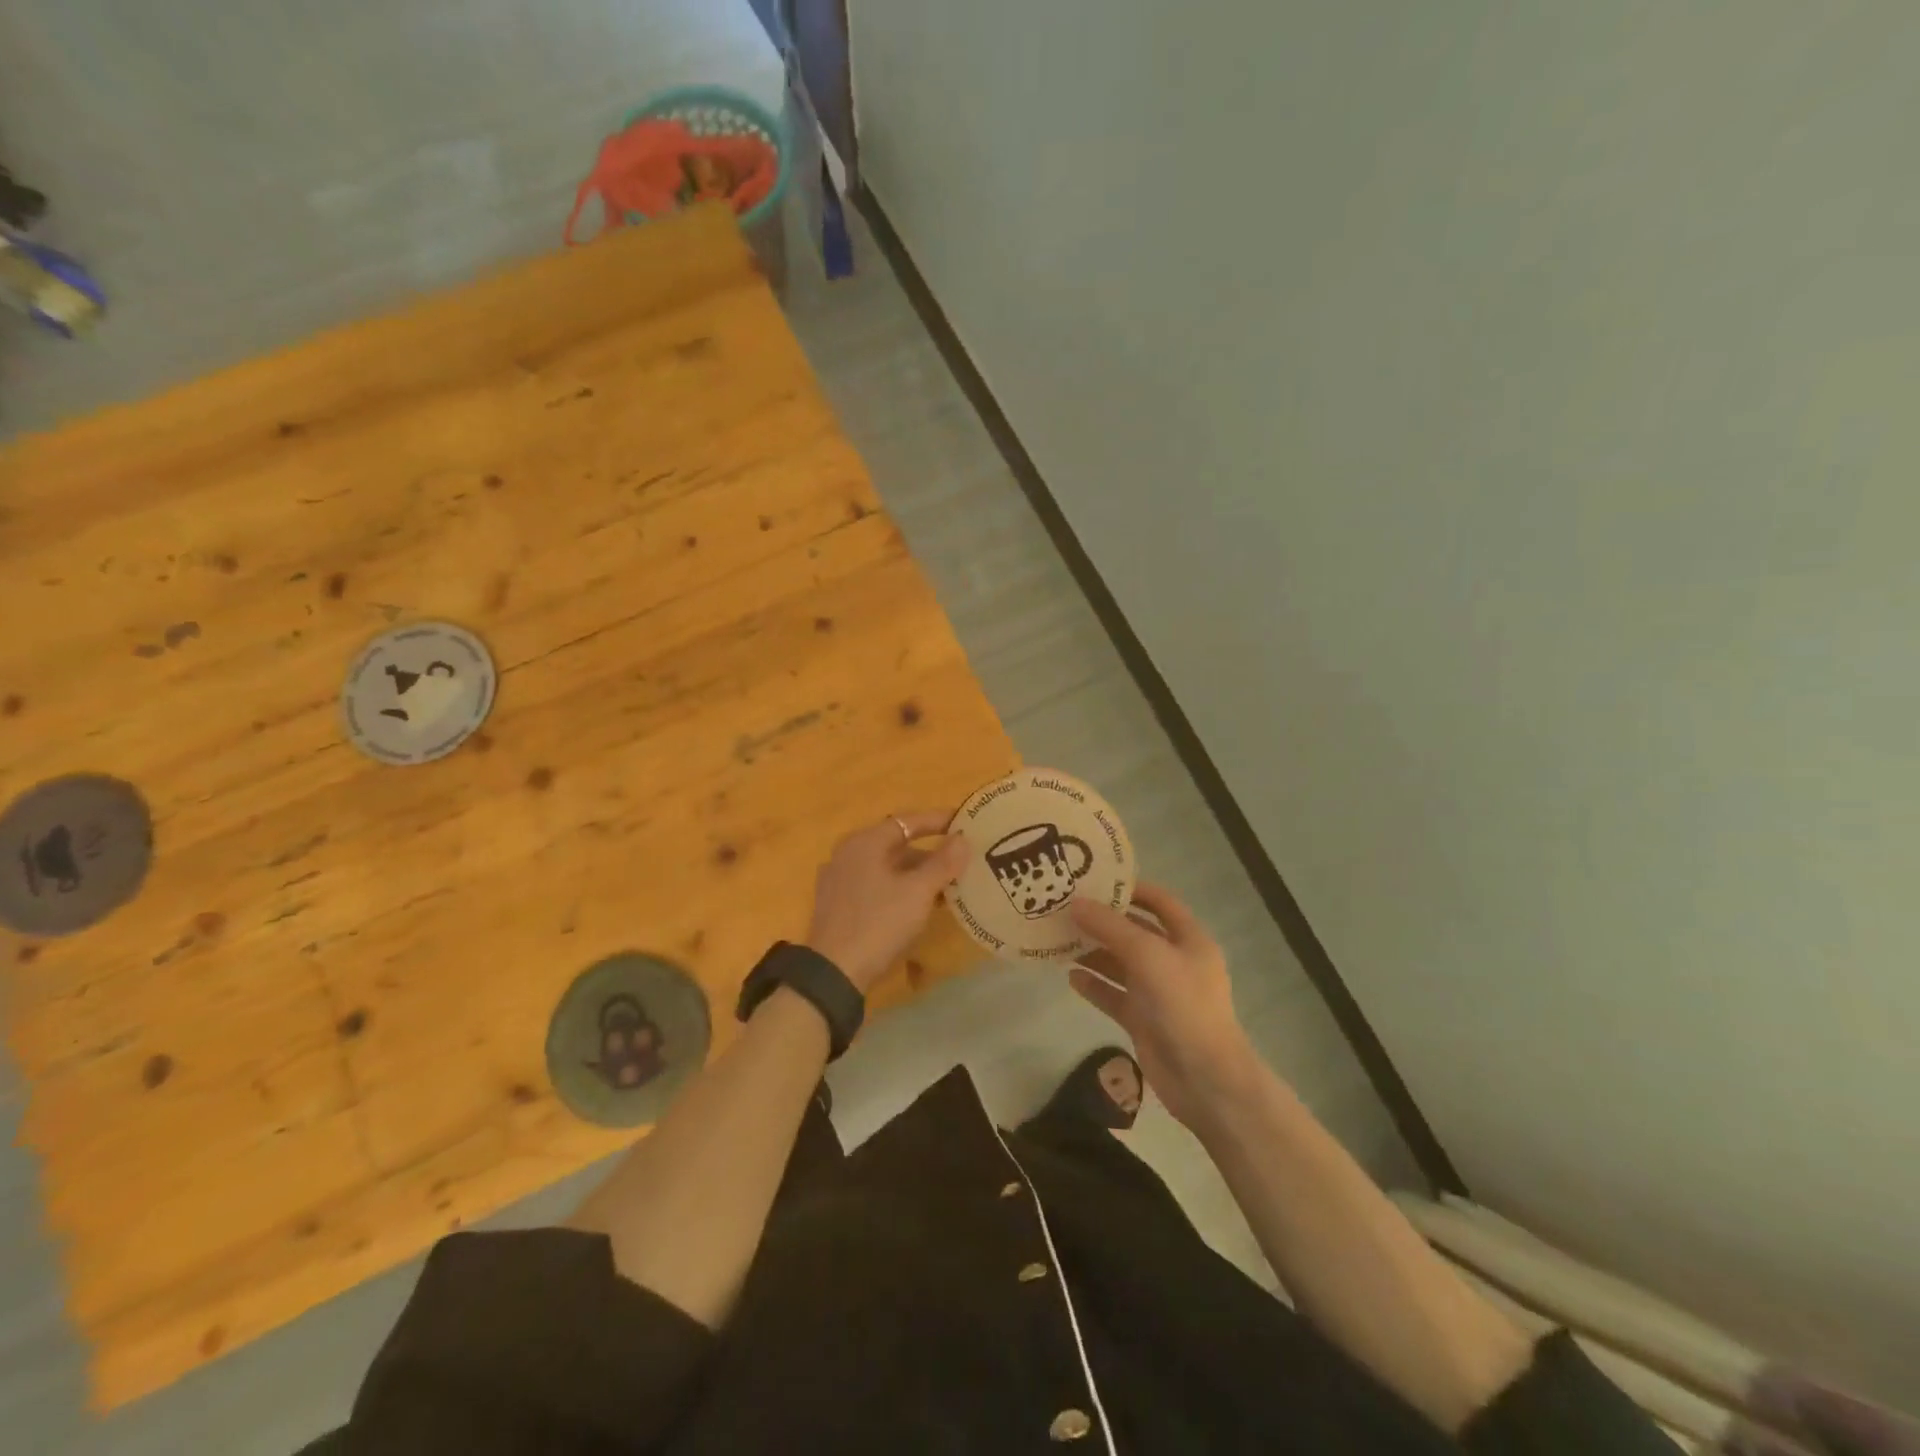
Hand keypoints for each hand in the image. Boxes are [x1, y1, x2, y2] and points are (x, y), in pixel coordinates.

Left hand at [804, 810, 968, 993]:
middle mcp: (848, 854)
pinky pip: (875, 886)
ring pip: (886, 868)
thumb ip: (943, 862)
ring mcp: (839, 880)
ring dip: (916, 875)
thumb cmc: (879, 923)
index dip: (937, 820)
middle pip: (896, 845)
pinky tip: (918, 907)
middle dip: (929, 853)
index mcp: (865, 842)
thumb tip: (962, 838)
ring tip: (946, 888)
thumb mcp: (918, 892)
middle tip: (959, 861)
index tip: (964, 822)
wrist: (834, 973)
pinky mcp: (837, 905)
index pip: (907, 821)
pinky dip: (899, 889)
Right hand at [1068, 883, 1258, 1127]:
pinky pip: (1114, 996)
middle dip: (1103, 921)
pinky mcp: (1143, 1020)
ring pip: (1120, 964)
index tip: (1095, 880)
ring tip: (1060, 939)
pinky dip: (1094, 985)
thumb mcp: (1147, 955)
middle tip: (1066, 908)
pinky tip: (1070, 977)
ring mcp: (1158, 993)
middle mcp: (1174, 961)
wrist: (1205, 1079)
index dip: (1131, 888)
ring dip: (1093, 952)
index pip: (1160, 902)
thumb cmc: (1183, 1005)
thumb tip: (1075, 903)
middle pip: (1135, 932)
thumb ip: (1110, 927)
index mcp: (1188, 939)